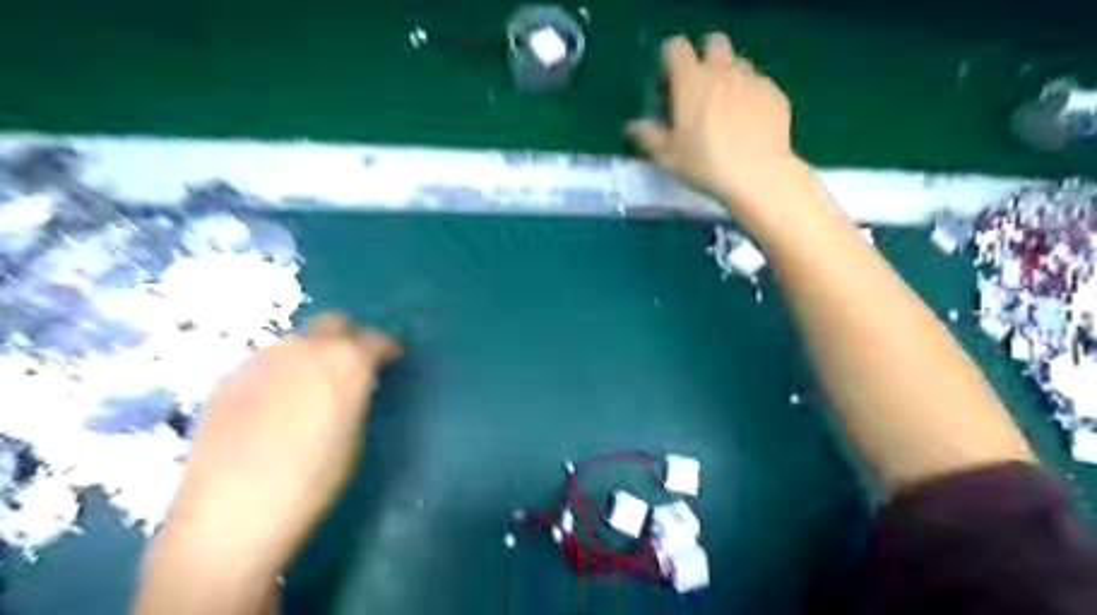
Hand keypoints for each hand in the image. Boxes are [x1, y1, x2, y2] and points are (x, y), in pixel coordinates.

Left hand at [162, 314, 400, 578]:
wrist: (232, 512)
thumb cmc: (312, 480)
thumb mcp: (353, 434)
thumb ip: (354, 395)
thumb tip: (351, 384)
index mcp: (346, 362)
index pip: (375, 338)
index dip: (386, 347)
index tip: (390, 359)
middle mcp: (305, 348)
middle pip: (334, 323)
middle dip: (348, 336)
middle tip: (352, 363)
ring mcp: (262, 359)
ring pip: (296, 341)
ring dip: (311, 353)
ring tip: (309, 386)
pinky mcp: (229, 377)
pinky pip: (265, 363)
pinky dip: (279, 372)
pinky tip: (272, 404)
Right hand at [624, 33, 802, 233]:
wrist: (758, 175)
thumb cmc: (704, 164)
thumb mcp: (667, 156)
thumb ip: (648, 136)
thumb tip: (632, 127)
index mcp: (691, 80)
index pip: (675, 48)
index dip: (668, 65)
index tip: (667, 92)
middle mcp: (723, 71)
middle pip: (713, 43)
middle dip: (703, 61)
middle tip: (698, 94)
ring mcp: (753, 80)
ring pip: (738, 64)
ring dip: (728, 79)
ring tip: (725, 112)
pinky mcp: (775, 94)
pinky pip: (759, 85)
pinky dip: (750, 97)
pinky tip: (748, 125)